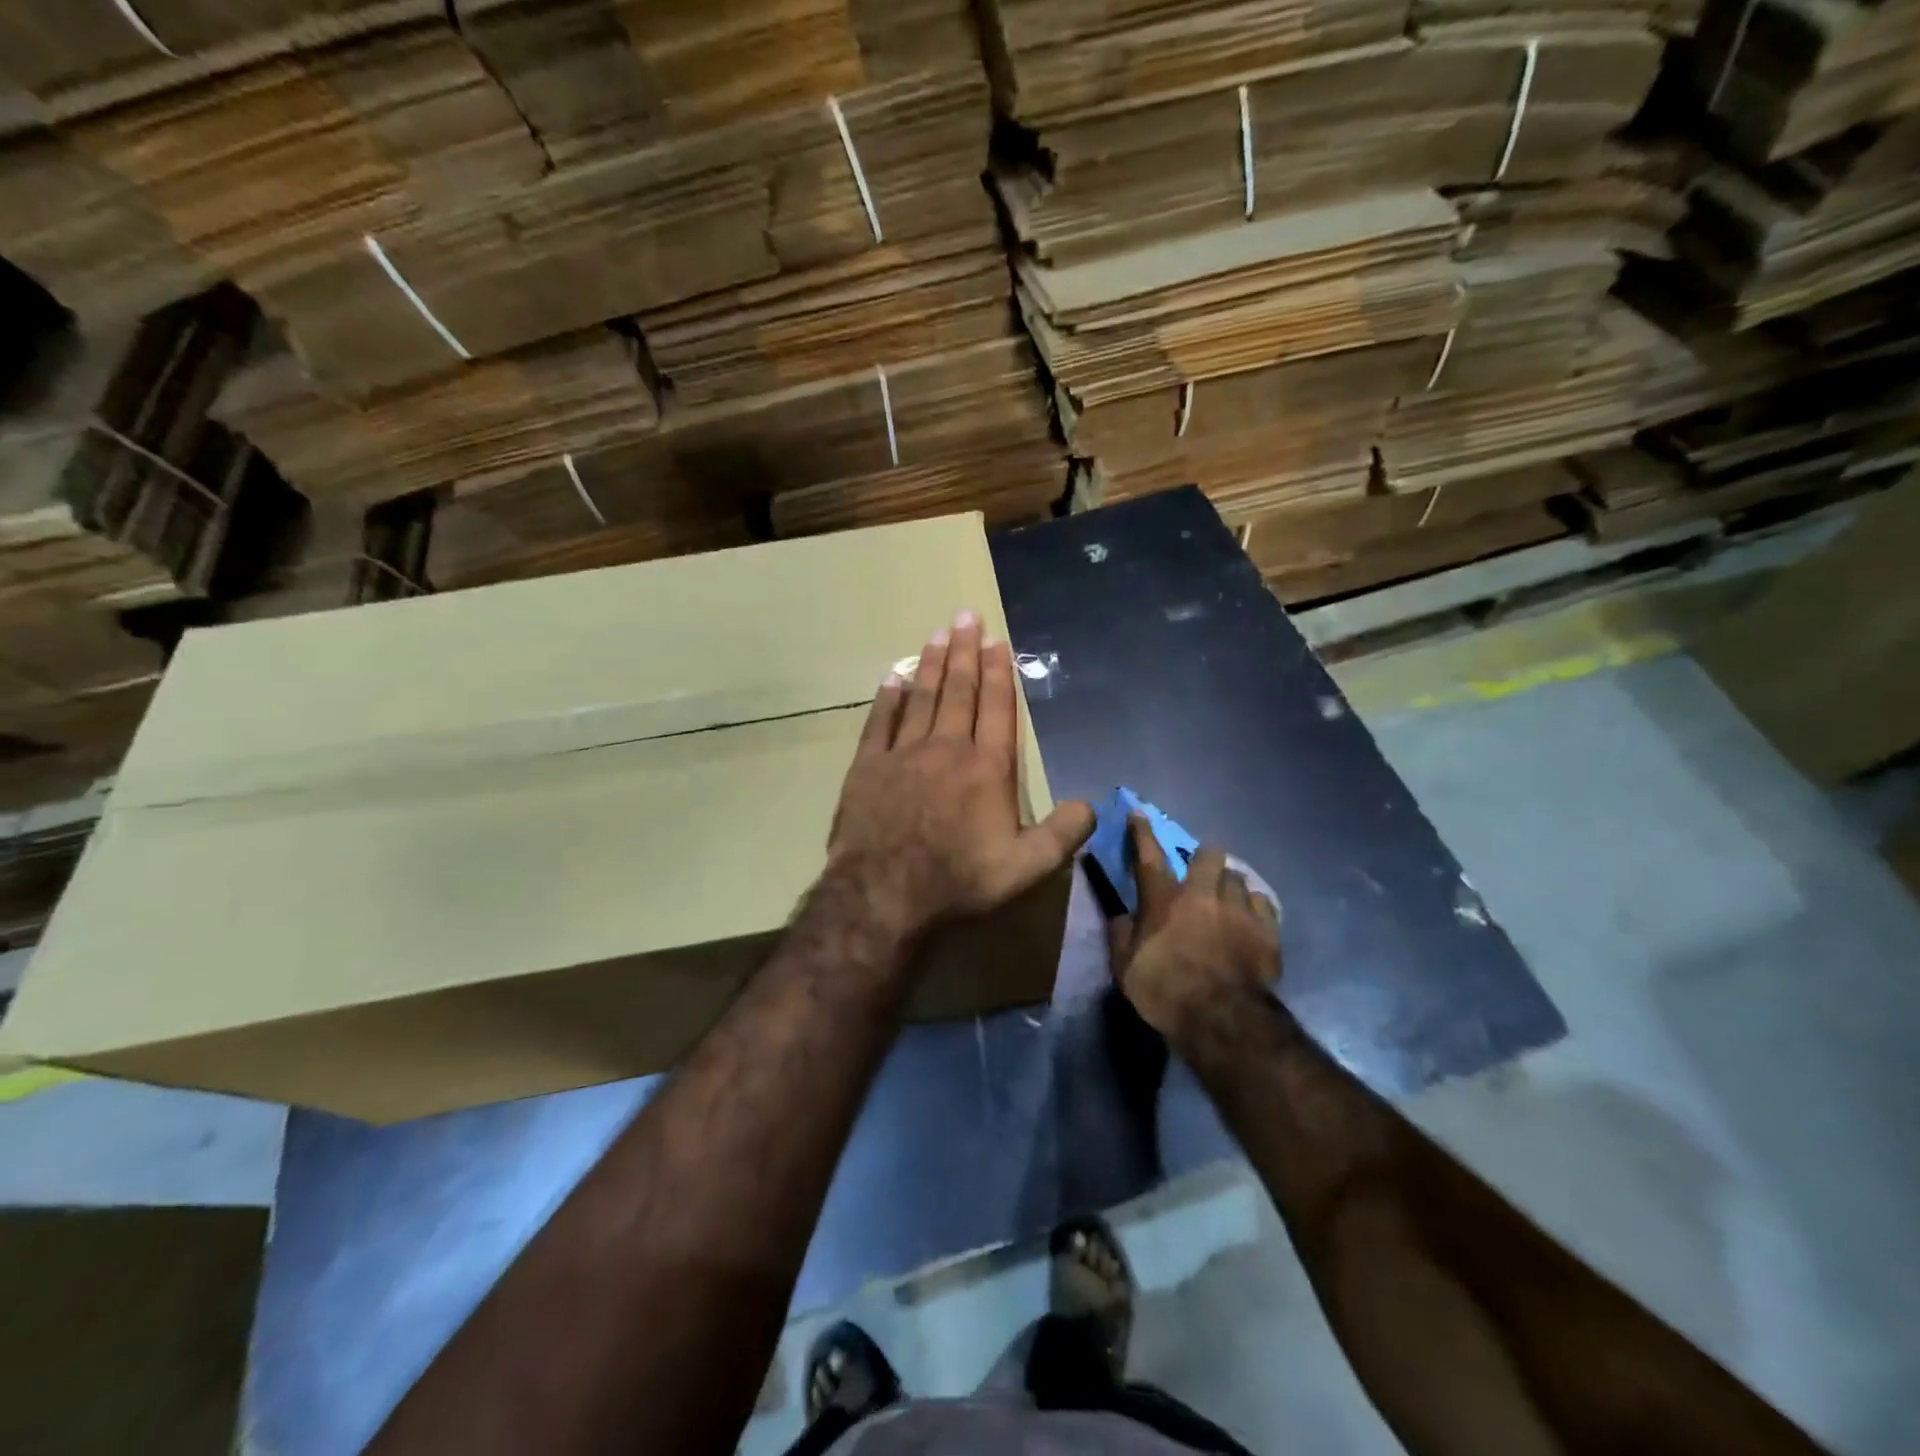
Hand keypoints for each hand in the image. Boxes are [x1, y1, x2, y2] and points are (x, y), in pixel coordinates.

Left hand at [828, 610, 1094, 940]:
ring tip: (938, 633)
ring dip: (932, 664)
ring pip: (922, 697)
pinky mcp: (868, 767)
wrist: (884, 894)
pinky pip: (879, 722)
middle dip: (965, 652)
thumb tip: (1092, 805)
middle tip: (966, 616)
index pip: (996, 708)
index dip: (999, 672)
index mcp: (987, 767)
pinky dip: (888, 697)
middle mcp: (947, 748)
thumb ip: (1063, 833)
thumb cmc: (959, 880)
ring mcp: (903, 754)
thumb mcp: (1027, 867)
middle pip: (959, 691)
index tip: (997, 641)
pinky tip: (893, 677)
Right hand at [1107, 816, 1281, 1053]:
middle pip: (1209, 855)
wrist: (1221, 1019)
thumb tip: (1122, 916)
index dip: (1141, 832)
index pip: (1148, 856)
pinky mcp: (1268, 930)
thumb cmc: (1164, 991)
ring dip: (1230, 885)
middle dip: (1205, 858)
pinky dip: (1256, 907)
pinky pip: (1264, 903)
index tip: (1139, 813)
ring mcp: (1239, 909)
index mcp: (1163, 900)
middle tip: (1202, 873)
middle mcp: (1202, 894)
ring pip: (1239, 877)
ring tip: (1229, 900)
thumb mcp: (1125, 967)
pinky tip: (1253, 917)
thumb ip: (1121, 935)